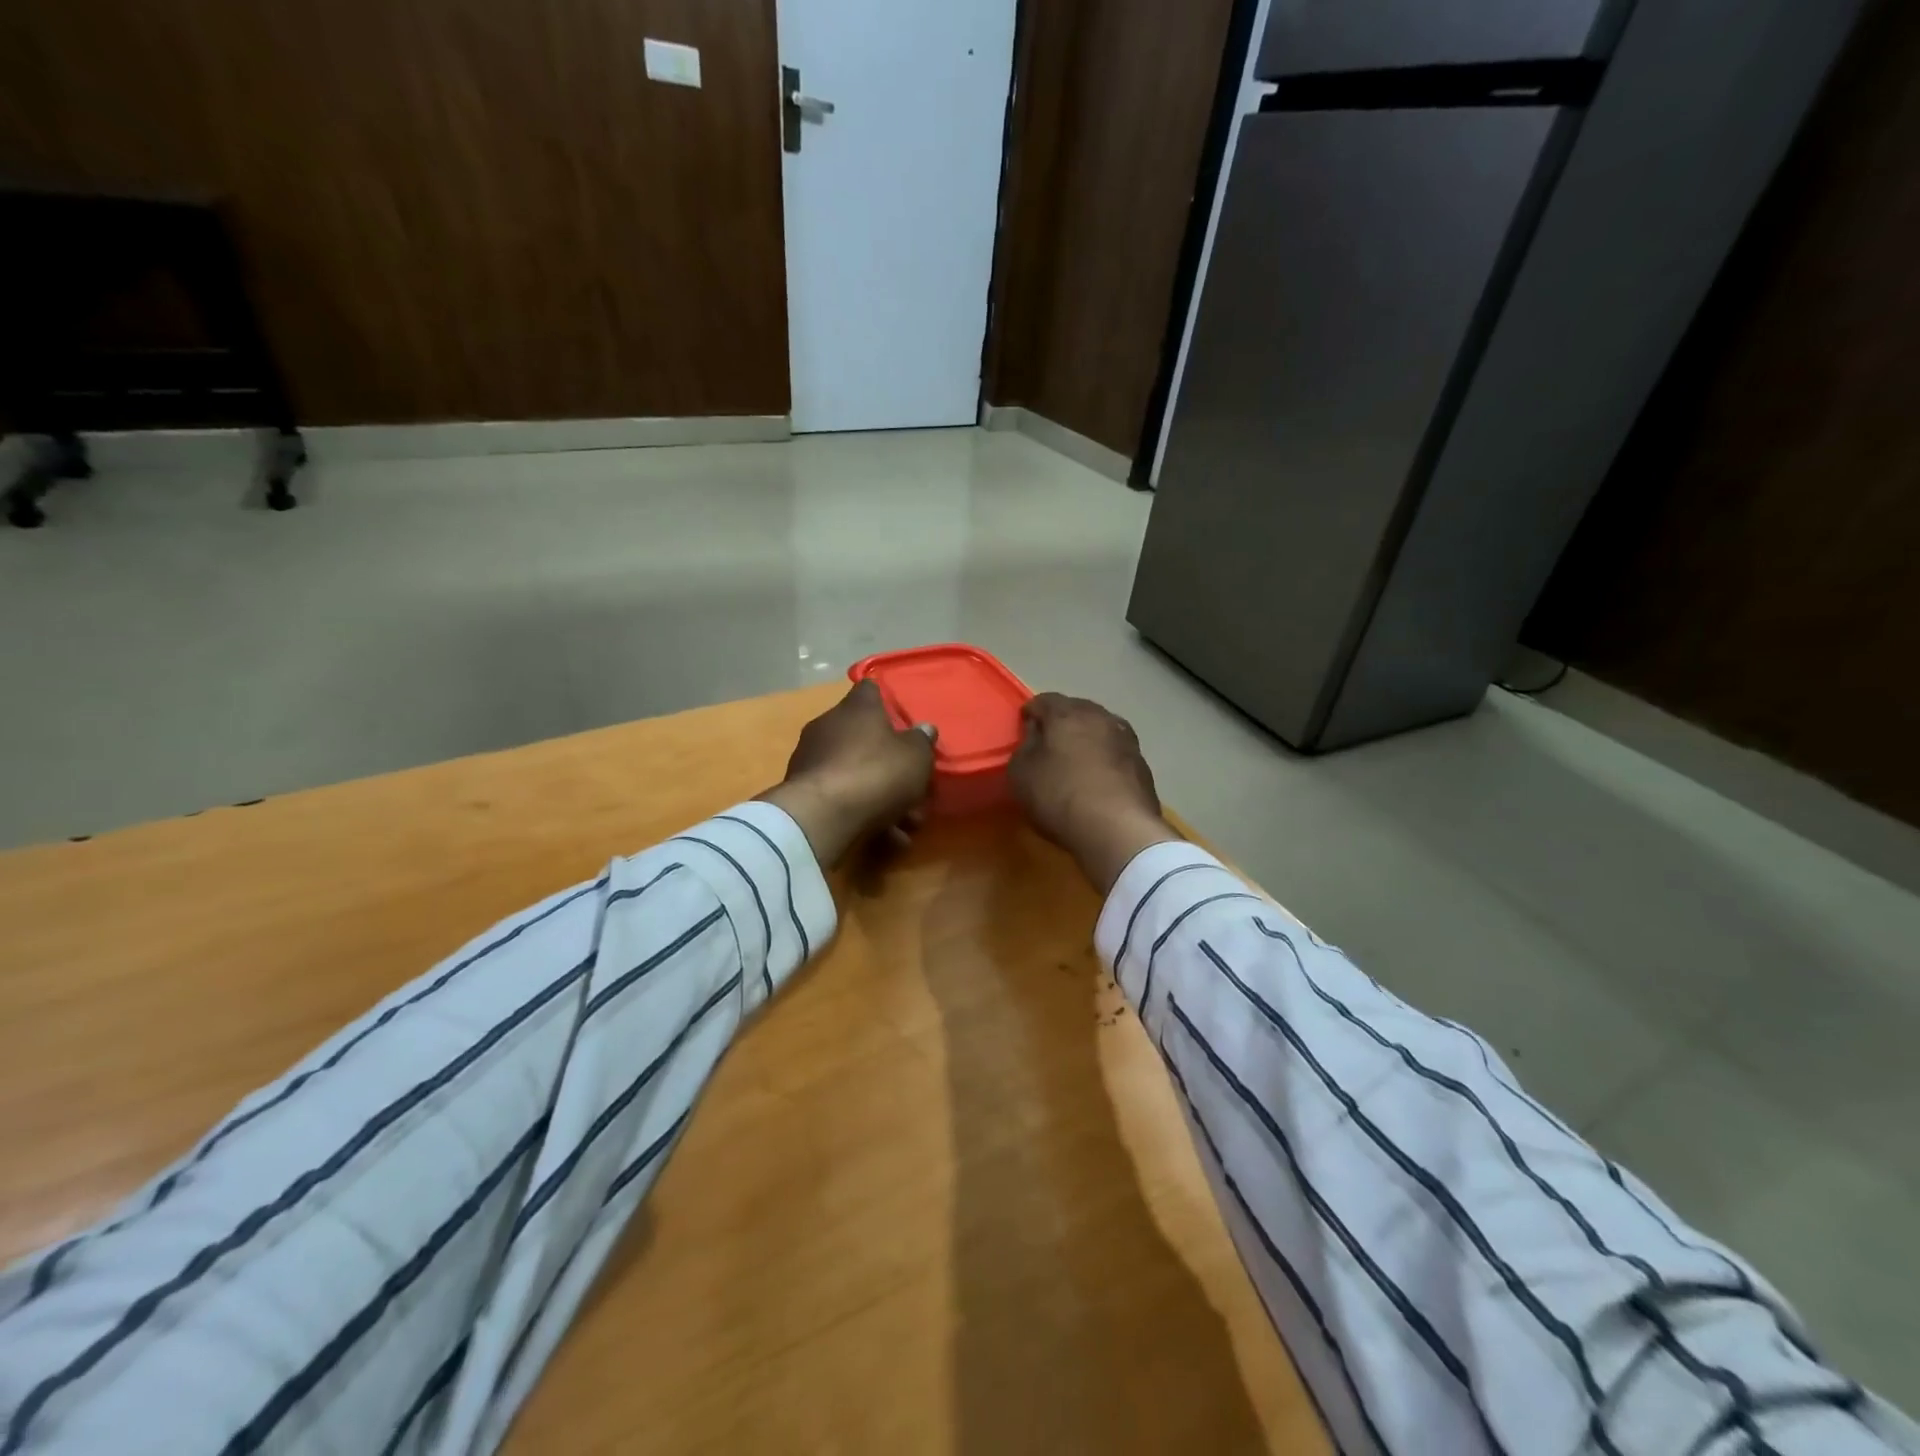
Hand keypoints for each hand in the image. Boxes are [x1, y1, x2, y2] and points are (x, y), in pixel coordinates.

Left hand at [757, 681, 937, 866]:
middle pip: (864, 736)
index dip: (887, 701)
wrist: (822, 816)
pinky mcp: (801, 789)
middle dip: (889, 762)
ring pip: (854, 771)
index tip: (902, 719)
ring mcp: (811, 757)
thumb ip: (922, 741)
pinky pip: (840, 795)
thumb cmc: (876, 773)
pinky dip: (862, 812)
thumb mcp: (915, 757)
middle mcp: (829, 725)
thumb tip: (924, 728)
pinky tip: (886, 838)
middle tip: (913, 785)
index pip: (870, 689)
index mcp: (857, 708)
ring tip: (906, 824)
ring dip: (880, 794)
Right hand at [1008, 693, 1182, 893]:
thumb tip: (1036, 735)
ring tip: (1076, 759)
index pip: (1045, 700)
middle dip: (1063, 722)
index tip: (1024, 724)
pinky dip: (1105, 761)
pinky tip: (1098, 781)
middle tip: (1049, 741)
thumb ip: (1025, 748)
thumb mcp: (1021, 774)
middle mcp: (1101, 718)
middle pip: (1078, 711)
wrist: (1118, 829)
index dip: (1032, 711)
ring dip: (1088, 740)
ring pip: (1101, 730)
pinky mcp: (1143, 767)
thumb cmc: (1059, 796)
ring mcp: (1127, 741)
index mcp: (1068, 714)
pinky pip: (1116, 755)